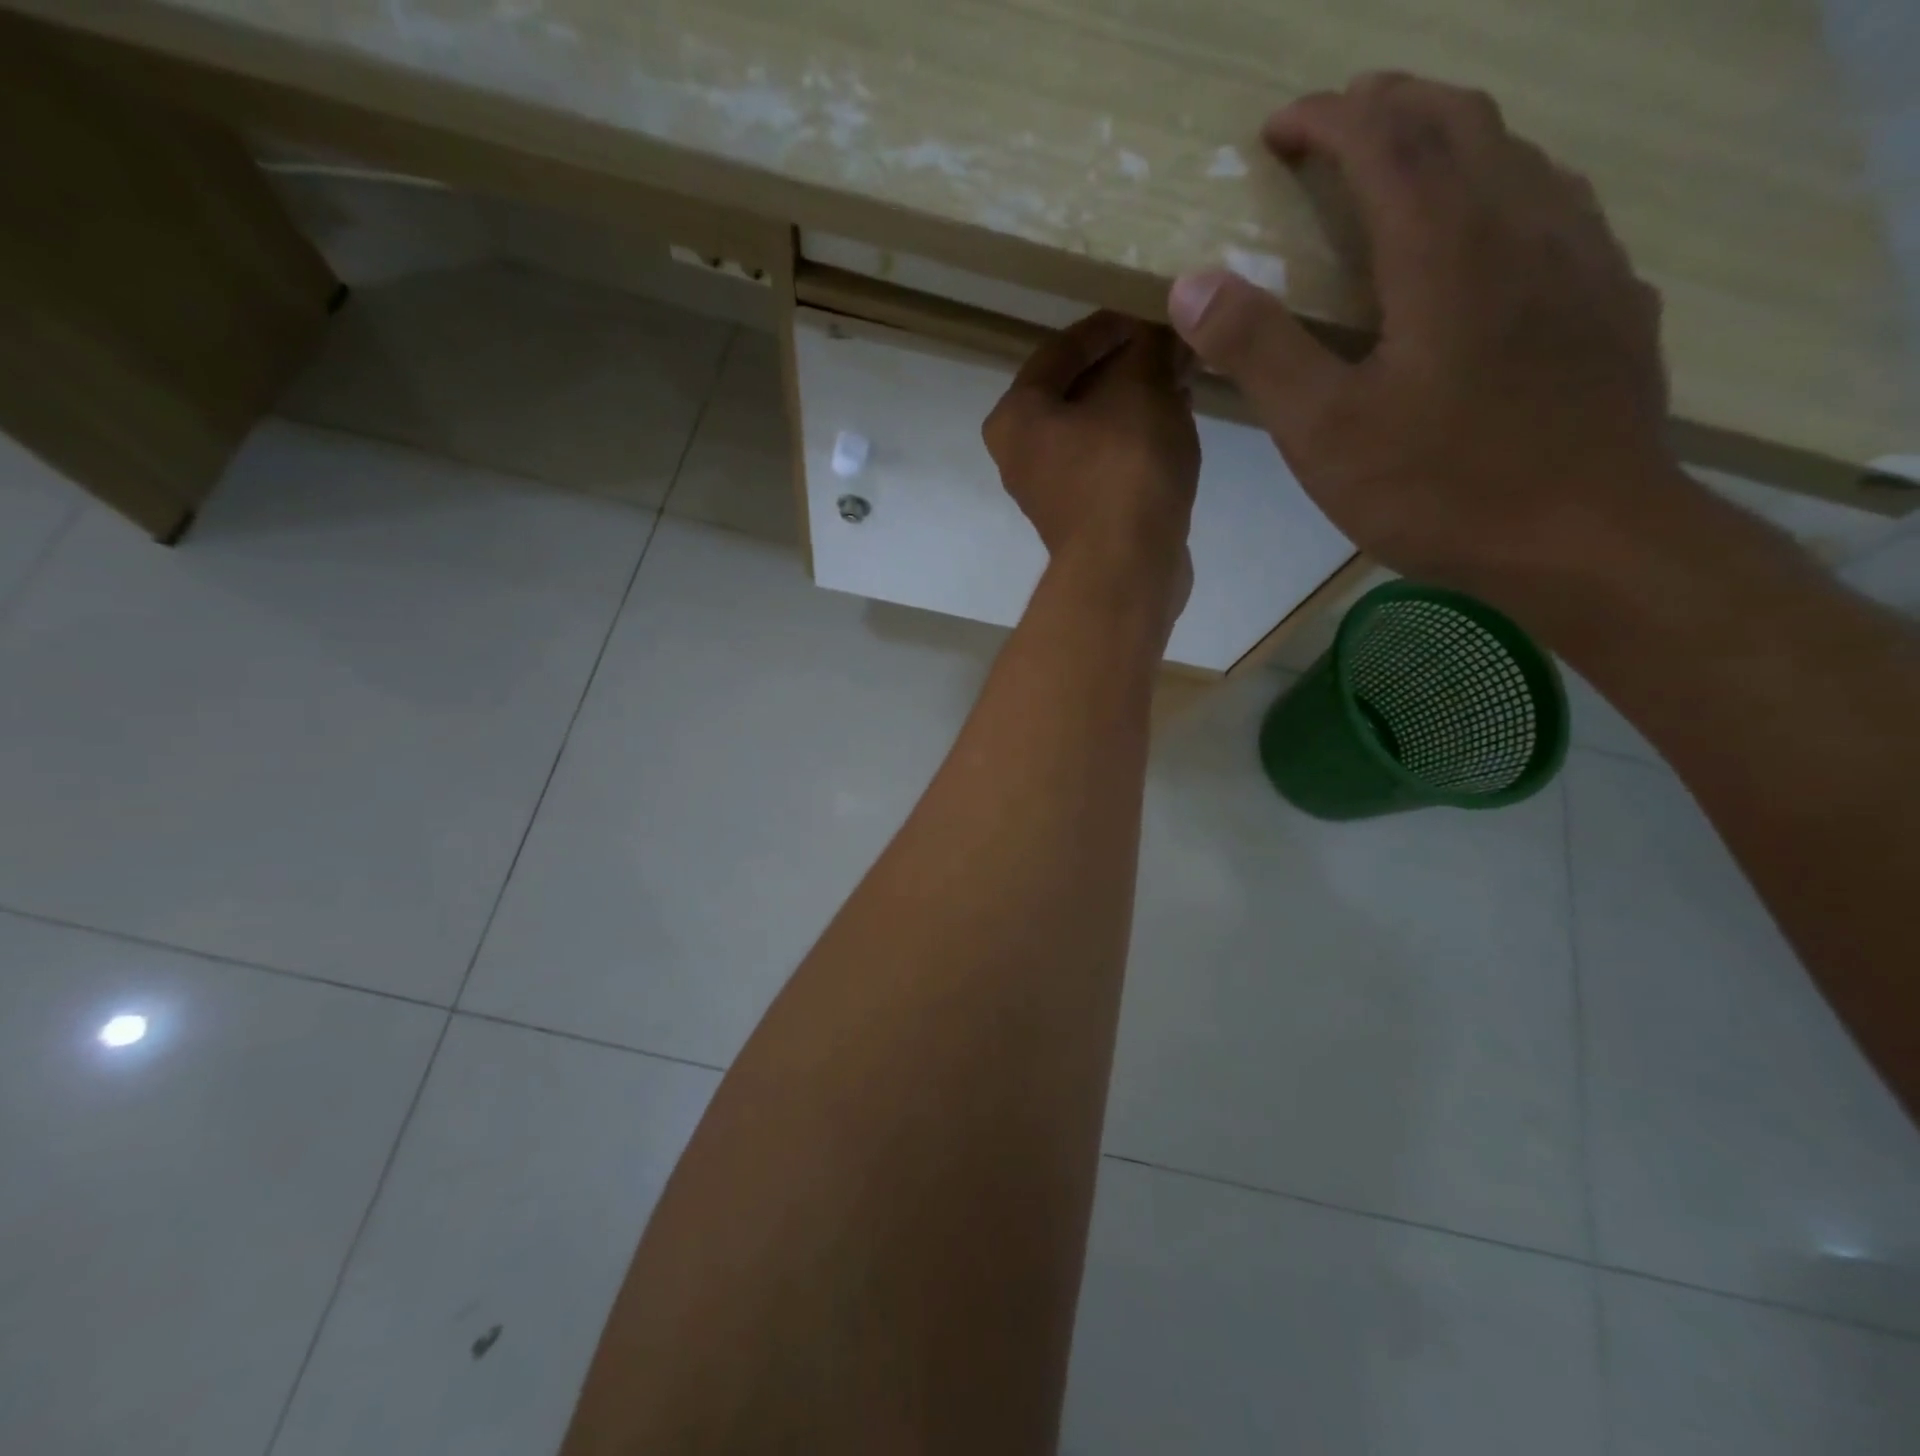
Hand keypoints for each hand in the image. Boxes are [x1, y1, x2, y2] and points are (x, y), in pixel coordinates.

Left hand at [985, 313, 1200, 594]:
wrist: (1126, 568)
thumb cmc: (1123, 466)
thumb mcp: (1142, 387)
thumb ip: (1153, 346)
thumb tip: (1167, 330)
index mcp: (1015, 417)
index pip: (1061, 349)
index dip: (1111, 324)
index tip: (1152, 311)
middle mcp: (1020, 455)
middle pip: (1076, 391)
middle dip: (1127, 366)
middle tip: (1171, 346)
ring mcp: (1050, 491)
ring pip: (1095, 428)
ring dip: (1136, 402)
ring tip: (1181, 380)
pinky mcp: (1082, 518)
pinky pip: (1108, 462)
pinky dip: (1136, 440)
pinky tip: (1175, 424)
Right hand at [1168, 73, 1687, 601]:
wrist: (1587, 539)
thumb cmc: (1440, 488)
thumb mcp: (1323, 432)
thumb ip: (1259, 350)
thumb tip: (1191, 281)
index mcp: (1446, 249)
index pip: (1384, 142)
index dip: (1327, 119)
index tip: (1278, 126)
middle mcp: (1524, 224)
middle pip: (1460, 123)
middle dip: (1392, 106)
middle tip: (1338, 123)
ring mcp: (1583, 257)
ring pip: (1518, 155)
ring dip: (1452, 139)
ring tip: (1406, 164)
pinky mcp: (1611, 299)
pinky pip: (1557, 206)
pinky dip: (1505, 188)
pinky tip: (1489, 234)